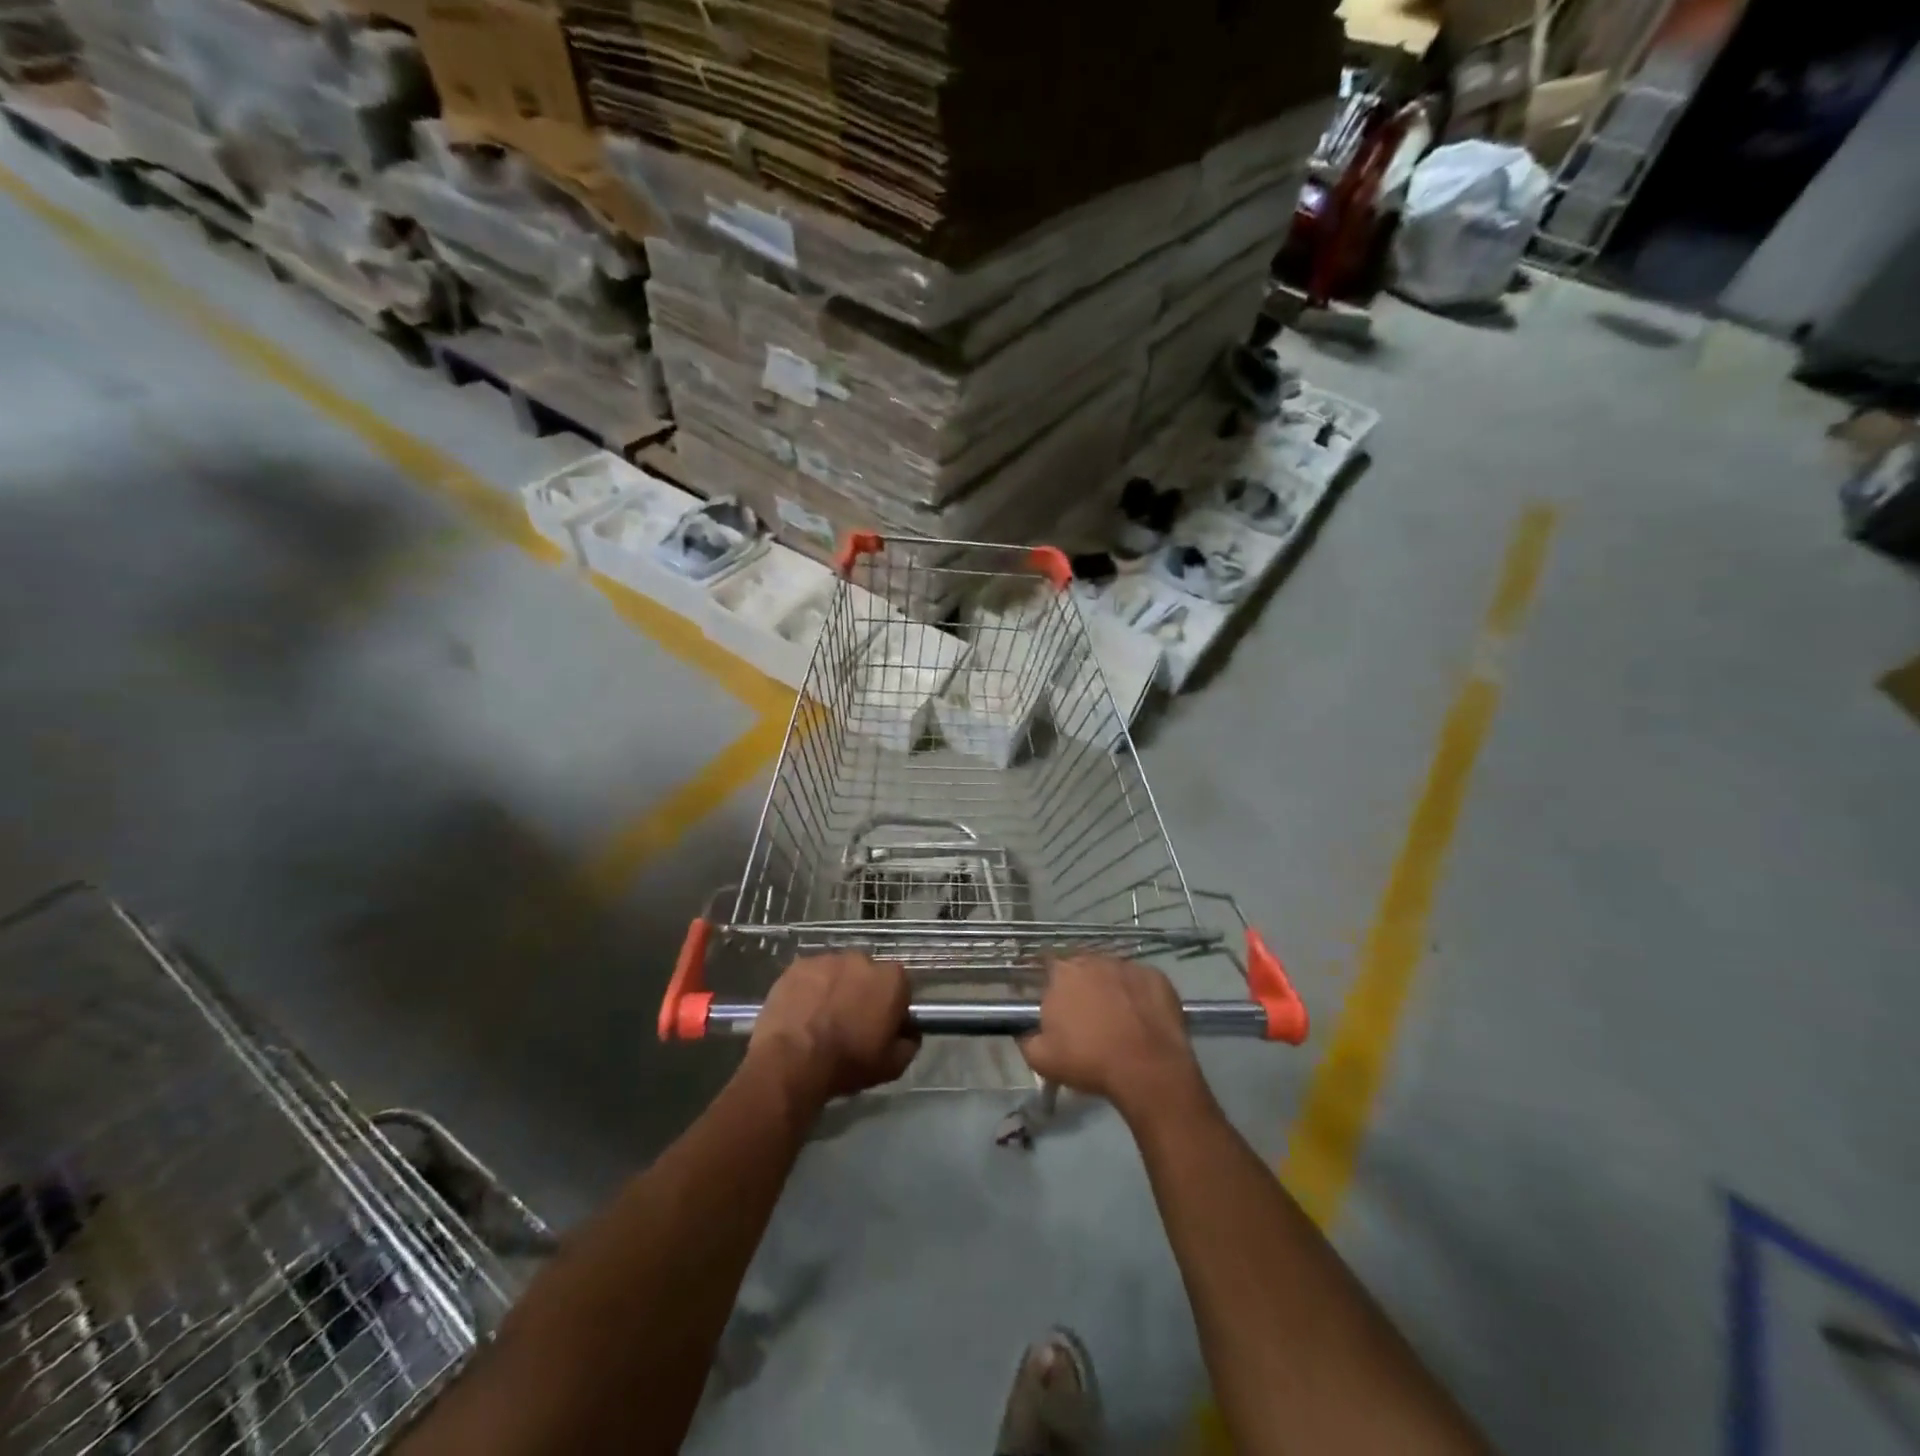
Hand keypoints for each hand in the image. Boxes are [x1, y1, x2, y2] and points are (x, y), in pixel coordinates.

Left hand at [747, 953, 917, 1106]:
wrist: (792, 1060)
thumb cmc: (847, 1062)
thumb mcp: (892, 1066)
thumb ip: (909, 1043)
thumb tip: (909, 1032)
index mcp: (891, 979)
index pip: (900, 987)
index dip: (891, 1006)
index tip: (881, 1026)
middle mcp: (862, 959)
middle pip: (868, 974)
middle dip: (862, 993)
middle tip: (850, 1022)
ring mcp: (828, 959)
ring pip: (837, 972)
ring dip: (834, 989)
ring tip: (821, 1018)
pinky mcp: (798, 965)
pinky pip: (810, 975)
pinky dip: (808, 989)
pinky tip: (801, 1013)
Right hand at [1020, 957, 1209, 1123]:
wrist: (1148, 1070)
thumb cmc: (1090, 1060)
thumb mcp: (1041, 1059)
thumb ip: (1026, 1038)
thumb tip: (1025, 1031)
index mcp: (1063, 973)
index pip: (1047, 964)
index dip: (1048, 980)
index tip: (1051, 999)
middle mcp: (1094, 960)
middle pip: (1082, 967)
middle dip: (1080, 985)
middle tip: (1083, 1014)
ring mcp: (1128, 966)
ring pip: (1112, 973)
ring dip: (1110, 988)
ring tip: (1115, 1017)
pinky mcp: (1157, 977)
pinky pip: (1140, 982)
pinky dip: (1138, 995)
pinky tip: (1141, 1018)